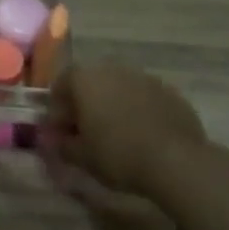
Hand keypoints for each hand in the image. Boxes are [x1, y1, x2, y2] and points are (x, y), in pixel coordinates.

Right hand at [45, 62, 207, 200]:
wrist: (177, 161)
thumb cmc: (118, 154)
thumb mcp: (81, 157)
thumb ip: (61, 145)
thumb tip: (52, 140)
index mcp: (84, 78)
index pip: (60, 86)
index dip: (58, 111)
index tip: (62, 134)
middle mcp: (112, 69)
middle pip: (90, 83)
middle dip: (86, 105)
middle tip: (88, 134)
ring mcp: (144, 77)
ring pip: (119, 89)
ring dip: (113, 106)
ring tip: (118, 136)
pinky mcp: (170, 92)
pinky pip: (145, 98)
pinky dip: (139, 111)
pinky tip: (144, 136)